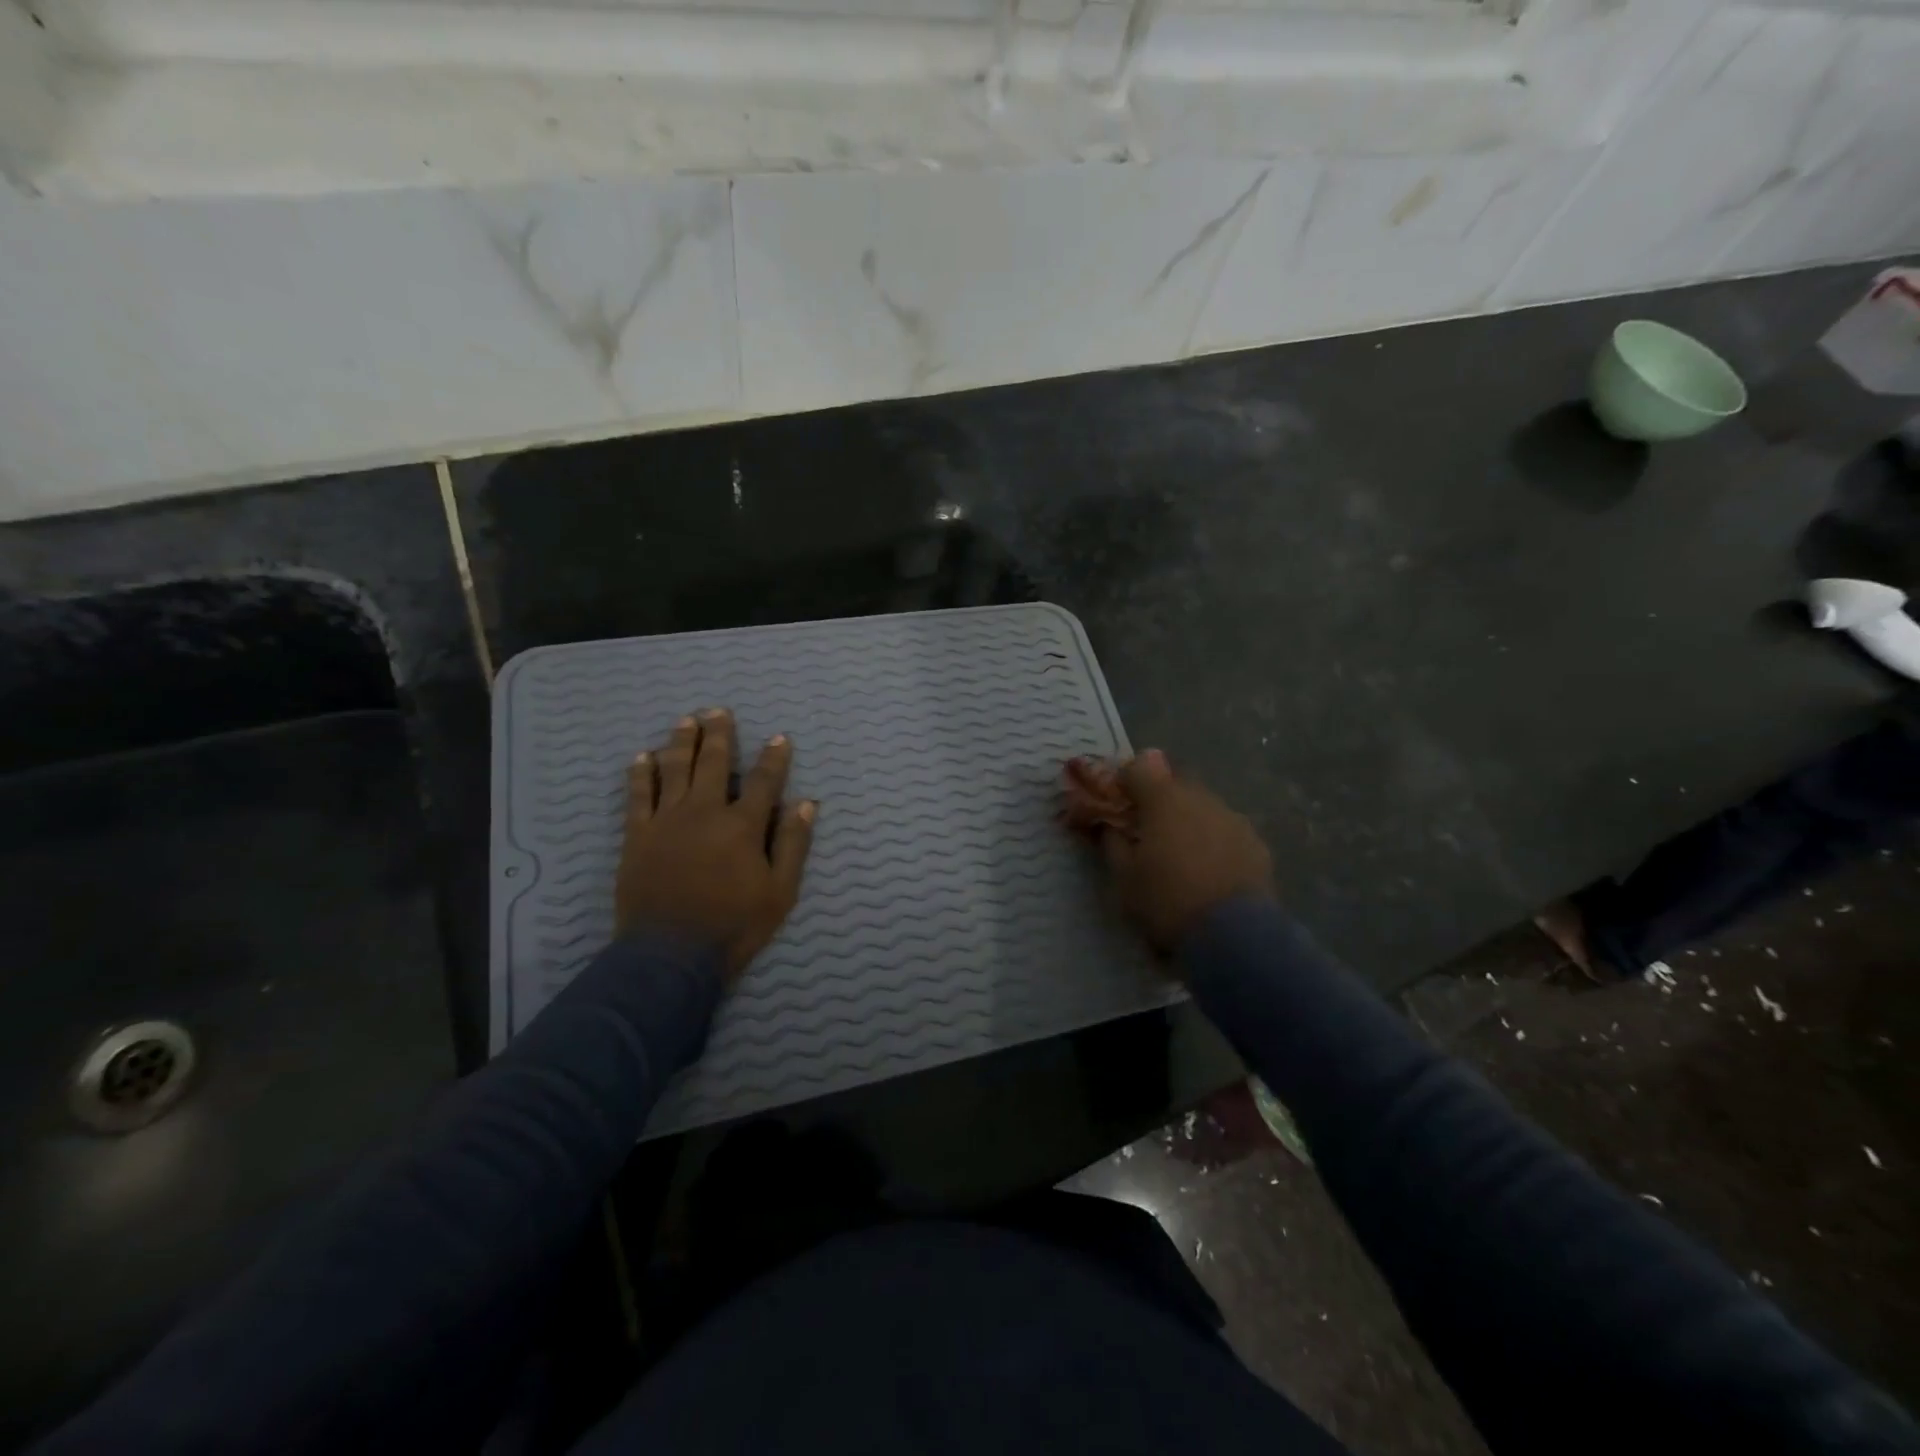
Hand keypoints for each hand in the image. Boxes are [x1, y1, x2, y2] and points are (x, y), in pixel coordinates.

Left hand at [616, 708, 816, 981]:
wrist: (671, 956)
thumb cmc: (734, 925)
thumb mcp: (780, 892)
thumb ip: (793, 844)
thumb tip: (807, 804)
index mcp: (742, 825)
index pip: (764, 781)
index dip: (774, 758)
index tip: (779, 737)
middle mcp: (704, 812)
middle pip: (713, 763)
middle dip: (719, 734)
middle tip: (719, 711)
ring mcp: (667, 821)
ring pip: (674, 770)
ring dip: (681, 742)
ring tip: (686, 720)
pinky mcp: (637, 835)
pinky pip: (637, 796)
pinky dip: (640, 774)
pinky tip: (642, 756)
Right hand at [1065, 749, 1272, 956]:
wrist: (1233, 936)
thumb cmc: (1167, 901)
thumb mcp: (1124, 878)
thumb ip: (1112, 843)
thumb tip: (1110, 827)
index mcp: (1163, 799)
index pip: (1137, 769)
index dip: (1123, 782)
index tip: (1116, 804)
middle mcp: (1200, 798)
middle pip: (1173, 785)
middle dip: (1157, 801)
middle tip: (1147, 831)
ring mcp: (1232, 818)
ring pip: (1202, 806)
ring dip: (1187, 820)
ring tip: (1181, 854)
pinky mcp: (1256, 842)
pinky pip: (1225, 829)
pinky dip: (1213, 840)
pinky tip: (1209, 869)